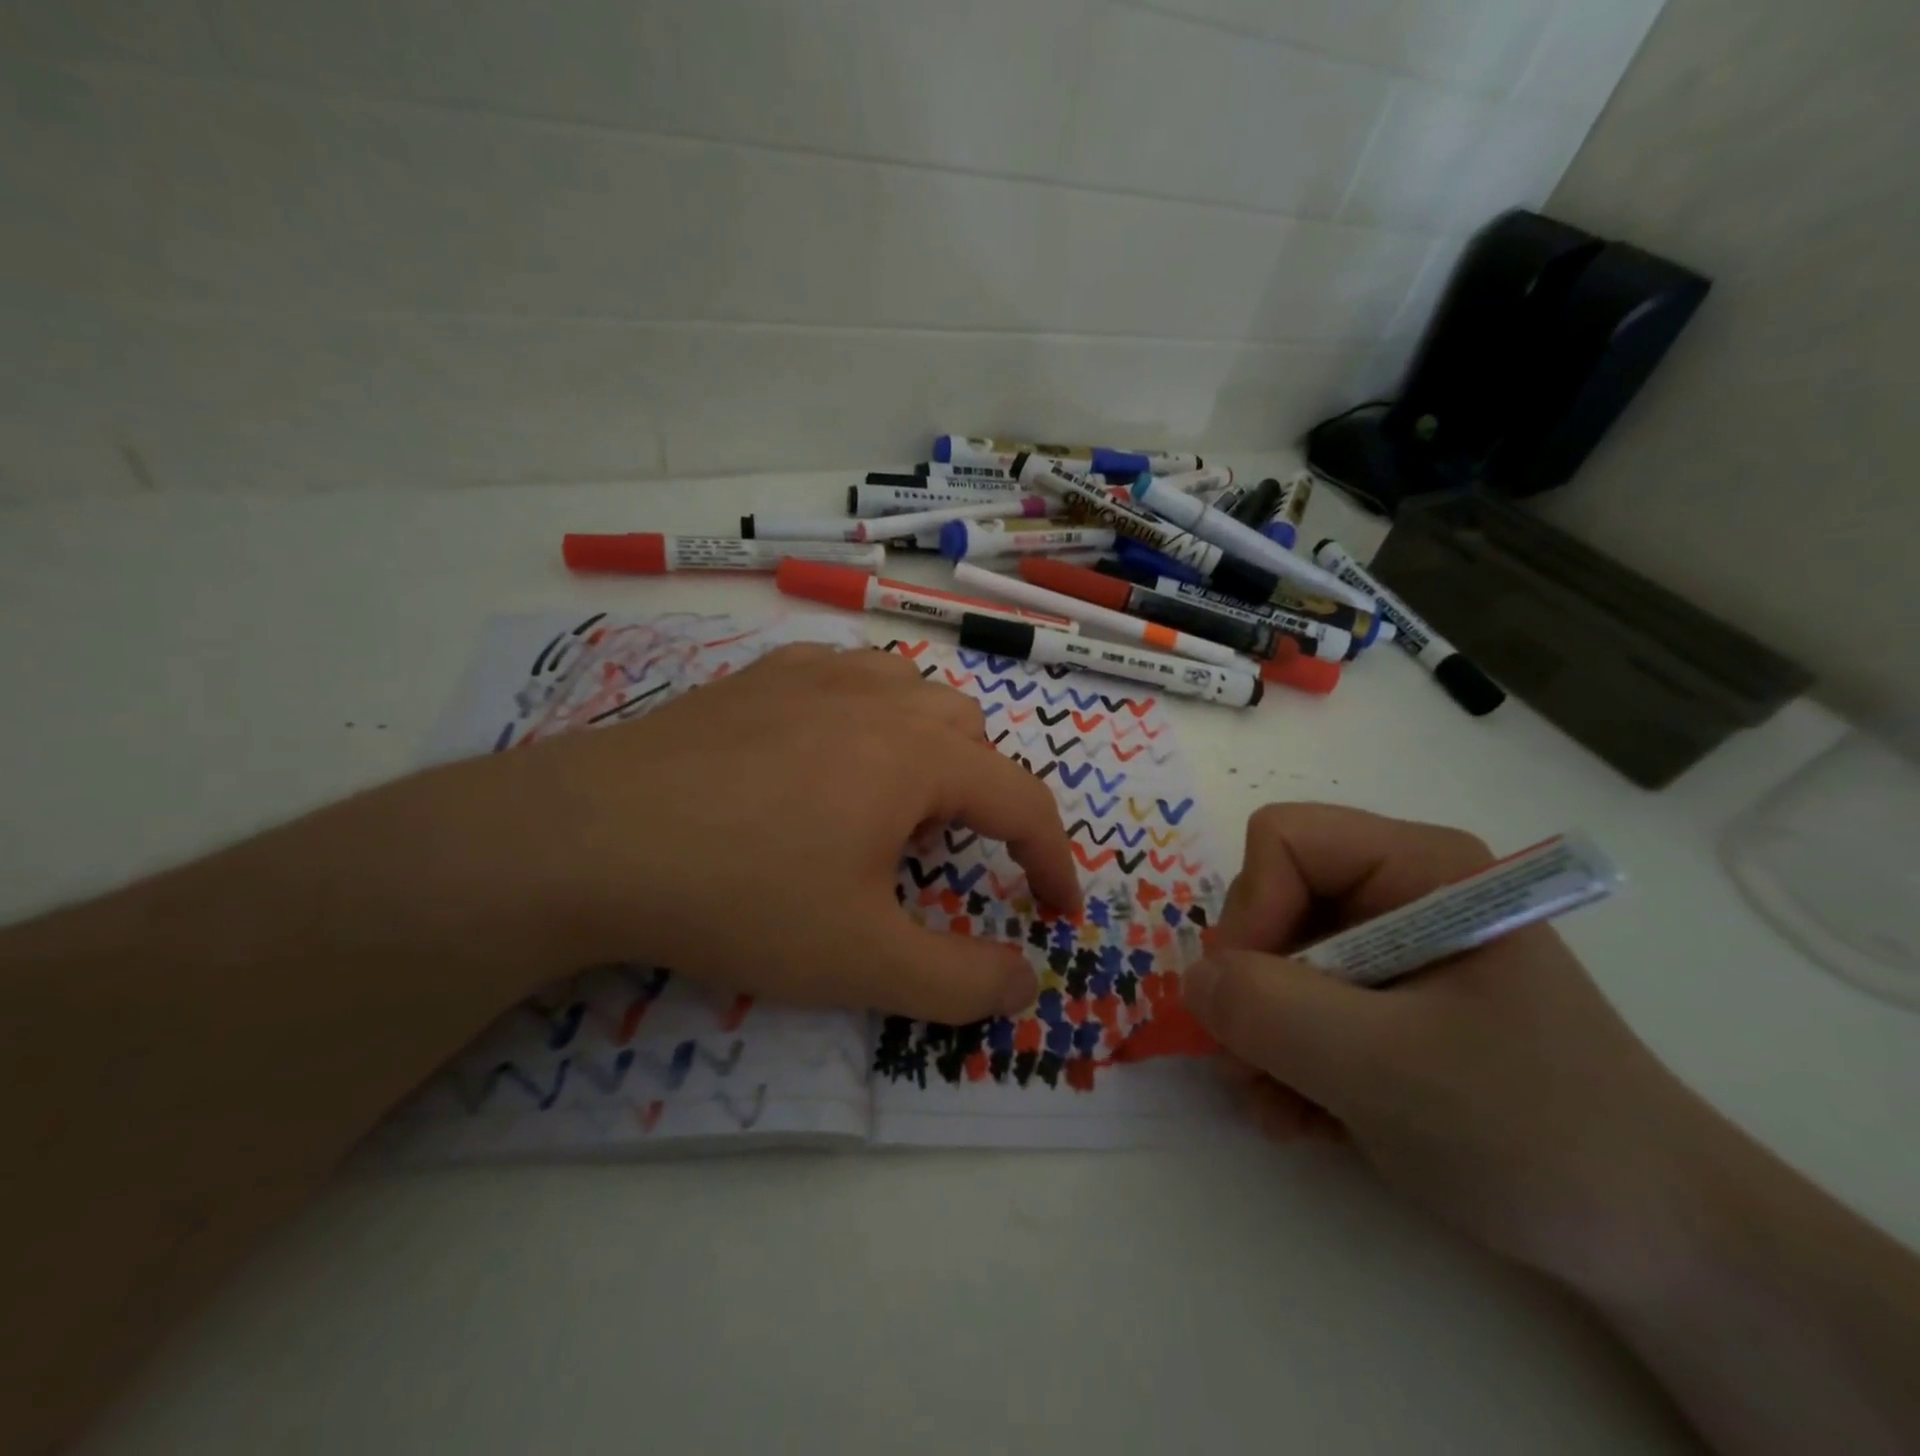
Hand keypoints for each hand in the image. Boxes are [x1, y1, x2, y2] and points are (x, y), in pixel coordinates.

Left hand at [416, 643, 1080, 1023]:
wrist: (588, 838)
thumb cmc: (741, 895)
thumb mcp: (861, 961)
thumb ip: (960, 982)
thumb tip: (1026, 983)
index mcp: (918, 754)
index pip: (1023, 800)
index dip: (1053, 860)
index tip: (1057, 913)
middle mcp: (878, 696)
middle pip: (970, 734)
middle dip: (980, 798)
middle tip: (937, 857)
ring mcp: (814, 672)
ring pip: (911, 694)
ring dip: (927, 749)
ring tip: (886, 803)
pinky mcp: (760, 674)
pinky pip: (847, 679)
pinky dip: (866, 718)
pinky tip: (821, 759)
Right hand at [1182, 803, 1721, 1295]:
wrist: (1658, 1244)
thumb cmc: (1535, 1131)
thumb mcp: (1387, 1068)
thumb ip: (1270, 1011)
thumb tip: (1192, 979)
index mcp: (1420, 867)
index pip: (1284, 839)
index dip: (1253, 909)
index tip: (1256, 998)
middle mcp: (1398, 892)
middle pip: (1270, 901)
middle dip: (1253, 989)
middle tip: (1260, 1066)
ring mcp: (1389, 949)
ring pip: (1272, 960)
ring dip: (1261, 1038)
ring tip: (1285, 1108)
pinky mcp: (1383, 1001)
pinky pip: (1296, 1004)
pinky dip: (1285, 1061)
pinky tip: (1310, 1118)